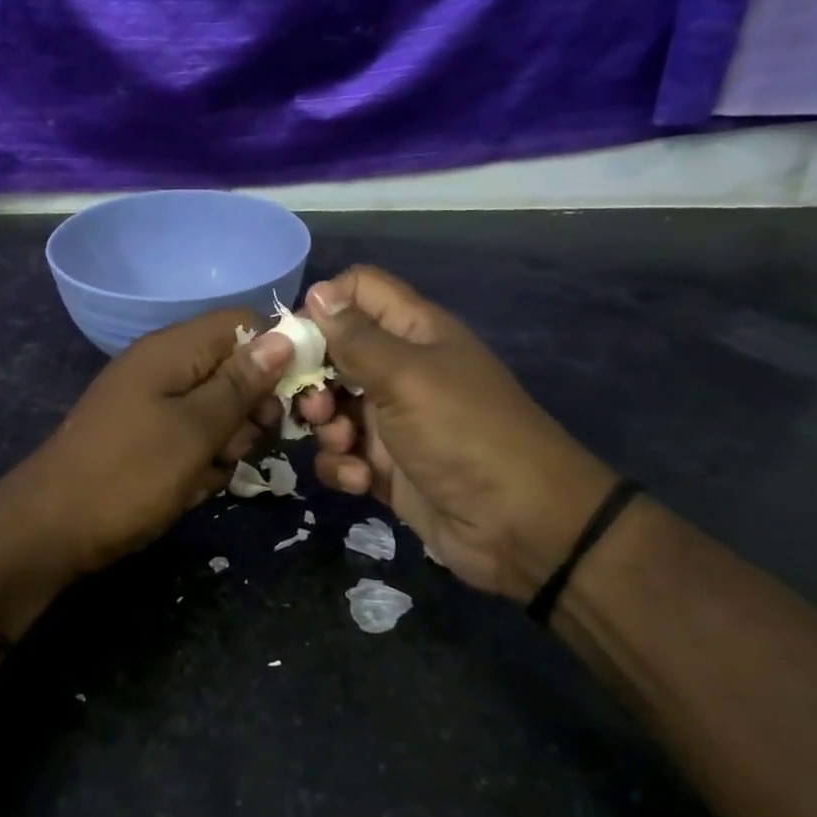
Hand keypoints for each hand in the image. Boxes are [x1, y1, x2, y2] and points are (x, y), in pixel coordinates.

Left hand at [15, 309, 292, 578]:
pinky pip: (191, 437)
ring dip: (226, 444)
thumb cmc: (129, 475)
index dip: (276, 354)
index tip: (292, 399)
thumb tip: (283, 336)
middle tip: (238, 448)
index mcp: (173, 350)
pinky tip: (188, 489)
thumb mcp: (195, 430)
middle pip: (234, 369)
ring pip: (217, 410)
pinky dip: (199, 462)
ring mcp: (151, 402)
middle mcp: (163, 366)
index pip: (244, 325)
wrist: (49, 530)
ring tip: (205, 474)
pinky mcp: (145, 435)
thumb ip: (241, 384)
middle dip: (250, 411)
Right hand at [294, 267, 615, 599]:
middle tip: (314, 402)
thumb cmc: (463, 433)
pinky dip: (343, 465)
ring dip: (325, 426)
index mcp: (413, 332)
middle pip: (334, 352)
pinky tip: (360, 480)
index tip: (297, 337)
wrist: (519, 526)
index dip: (324, 304)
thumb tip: (316, 292)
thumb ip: (356, 338)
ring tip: (344, 444)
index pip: (359, 290)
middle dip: (313, 377)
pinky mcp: (384, 466)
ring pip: (331, 406)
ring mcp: (391, 420)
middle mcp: (399, 369)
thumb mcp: (406, 377)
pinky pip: (342, 453)